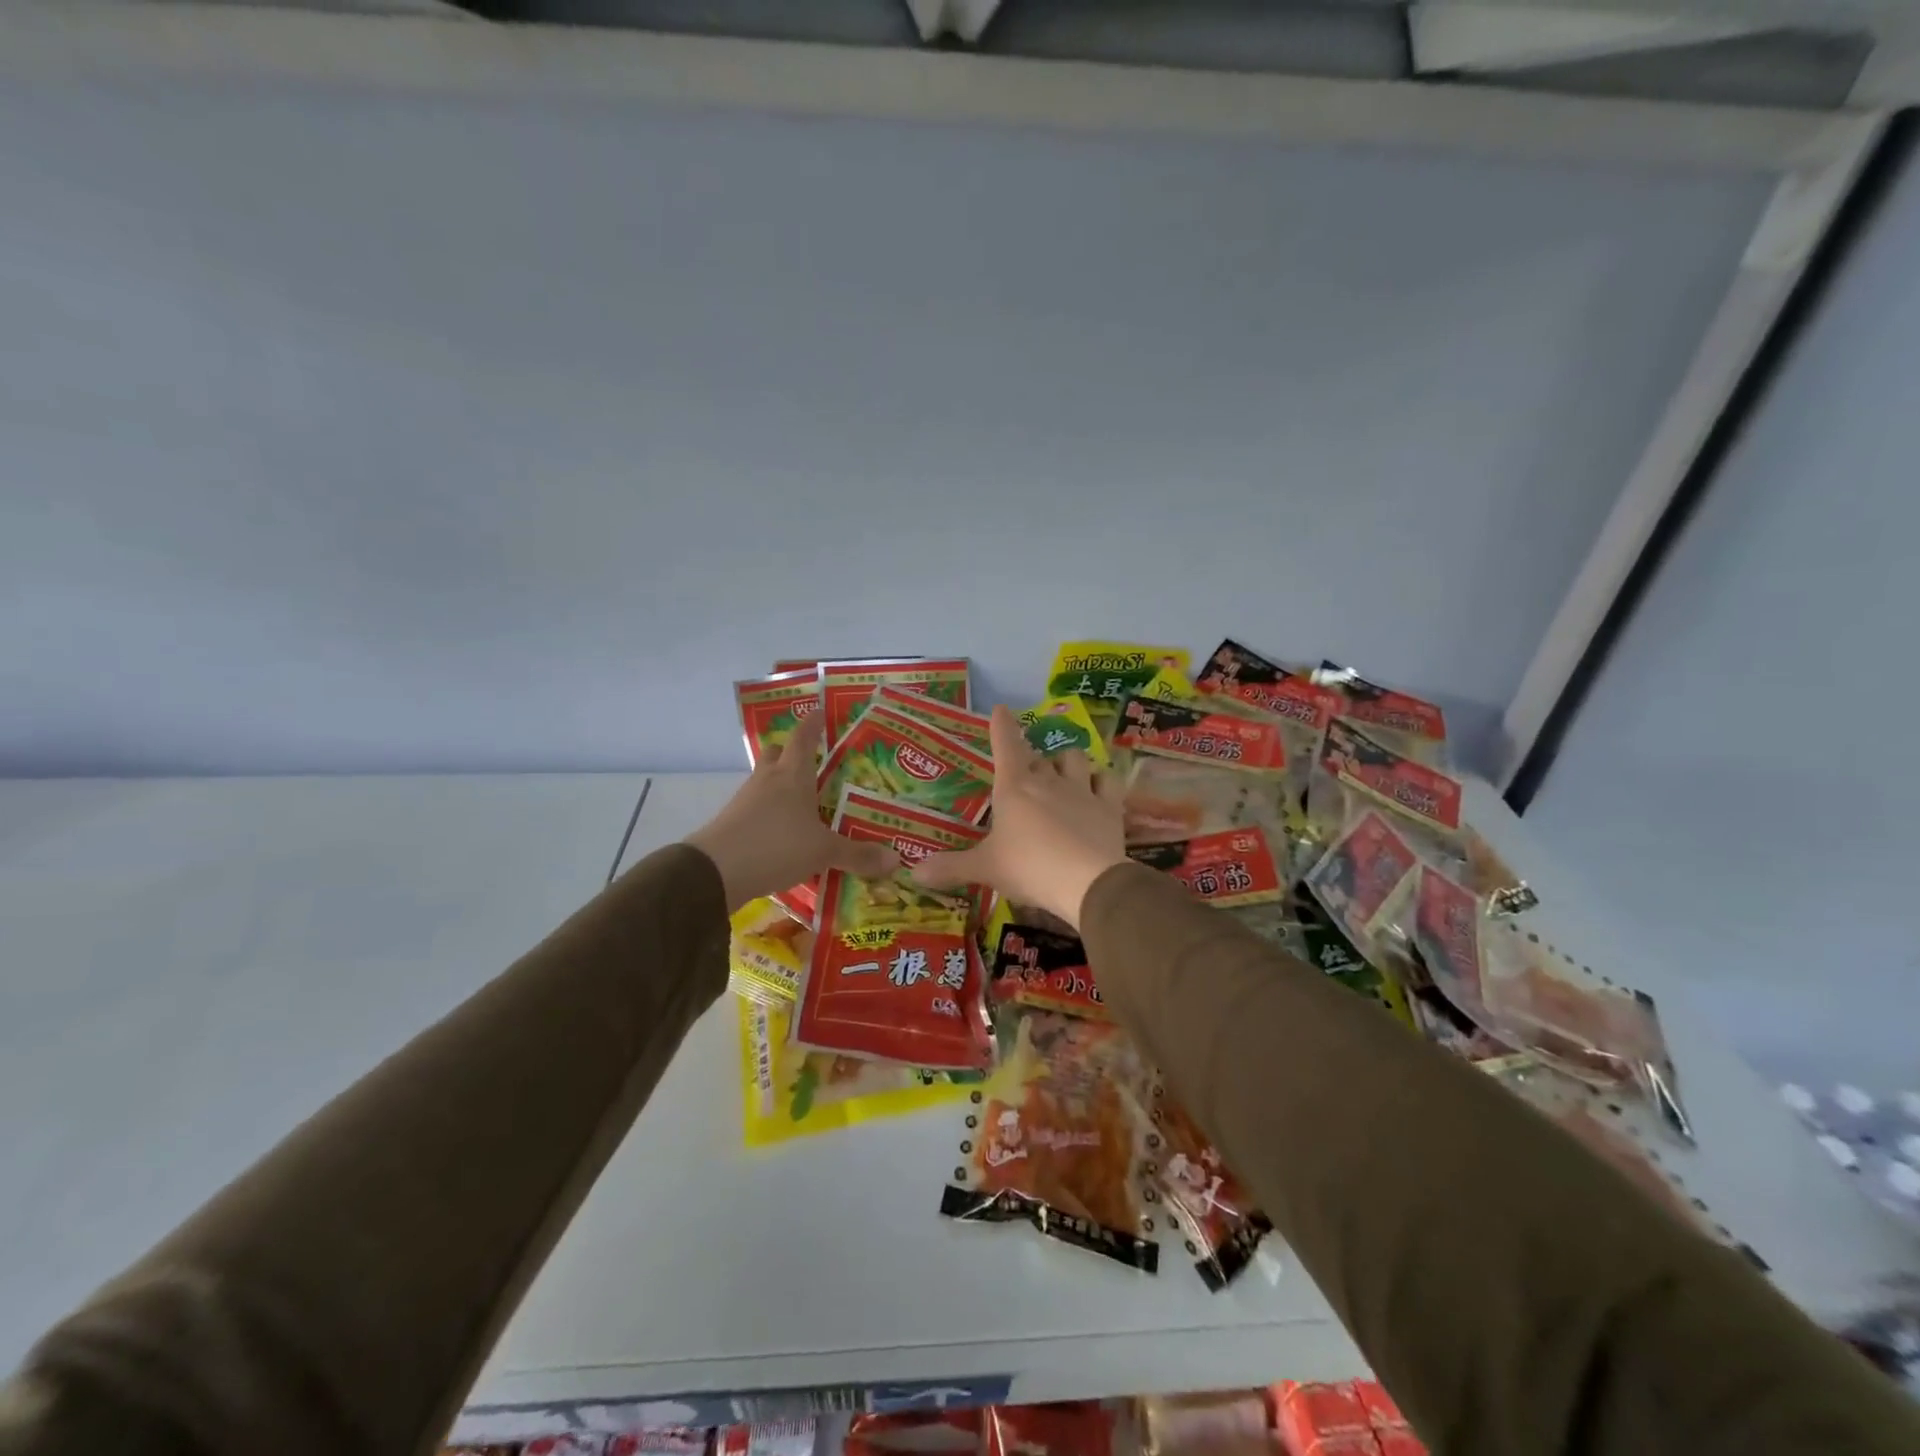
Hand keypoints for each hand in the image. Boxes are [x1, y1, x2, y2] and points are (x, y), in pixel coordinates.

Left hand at [684, 712, 898, 911]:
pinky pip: (755, 809)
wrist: (714, 872)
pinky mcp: (732, 823)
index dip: (813, 723)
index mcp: (793, 775)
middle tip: (814, 762)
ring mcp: (745, 800)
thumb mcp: (823, 852)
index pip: (803, 738)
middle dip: (792, 753)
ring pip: (765, 781)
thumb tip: (896, 861)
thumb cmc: (775, 846)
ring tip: (803, 801)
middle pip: (776, 754)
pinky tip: (783, 832)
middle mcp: (768, 780)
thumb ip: (857, 855)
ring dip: (780, 786)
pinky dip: (769, 814)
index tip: (820, 711)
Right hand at [914, 705, 1127, 930]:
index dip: (1001, 726)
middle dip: (1031, 759)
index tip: (1001, 709)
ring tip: (1062, 773)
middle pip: (1038, 756)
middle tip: (1025, 773)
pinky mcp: (1109, 806)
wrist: (1087, 882)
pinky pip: (1107, 781)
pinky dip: (1101, 780)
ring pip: (1074, 759)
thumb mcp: (985, 869)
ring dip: (1066, 762)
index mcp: (1014, 787)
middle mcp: (1048, 781)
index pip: (1005, 745)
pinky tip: (1098, 787)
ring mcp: (1082, 790)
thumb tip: (913, 873)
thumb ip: (951, 867)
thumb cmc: (1029, 867)